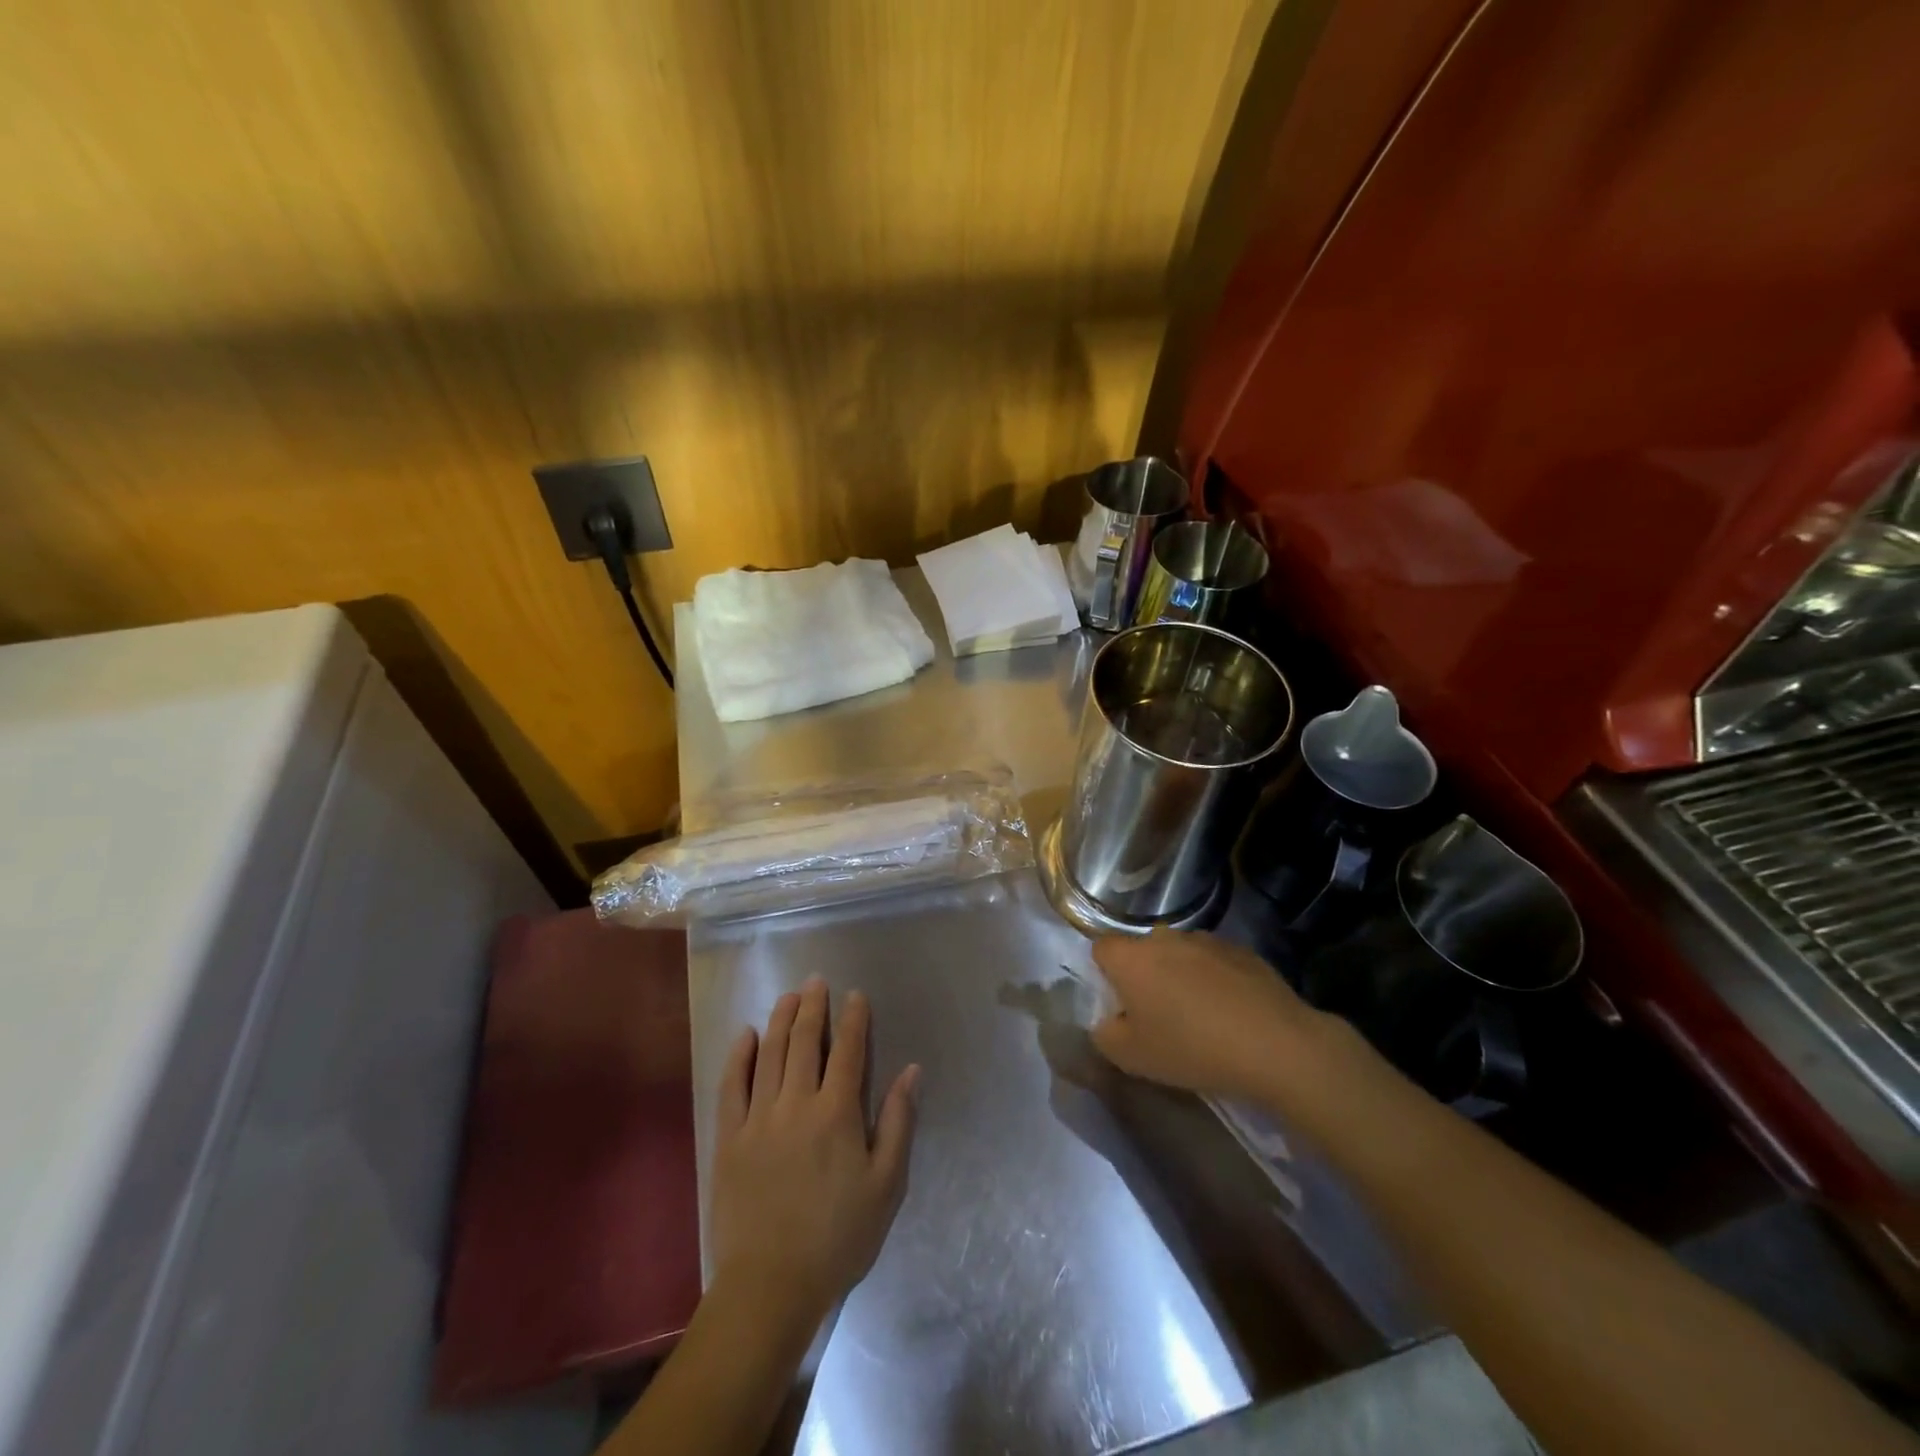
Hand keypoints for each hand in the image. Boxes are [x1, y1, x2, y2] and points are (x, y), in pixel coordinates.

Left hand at [709, 978, 919, 1333]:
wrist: (771, 1286)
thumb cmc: (838, 1237)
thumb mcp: (886, 1185)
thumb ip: (898, 1122)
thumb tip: (912, 1070)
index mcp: (837, 1113)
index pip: (848, 1051)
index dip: (853, 1019)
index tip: (855, 995)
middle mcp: (797, 1104)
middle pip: (806, 1042)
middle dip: (814, 1006)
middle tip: (817, 981)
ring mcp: (758, 1118)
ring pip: (771, 1054)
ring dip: (781, 1019)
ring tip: (789, 995)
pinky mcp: (729, 1138)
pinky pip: (732, 1086)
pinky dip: (740, 1056)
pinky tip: (747, 1036)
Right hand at [1090, 929, 1330, 1100]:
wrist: (1275, 1045)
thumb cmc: (1191, 1048)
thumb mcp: (1132, 1058)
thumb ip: (1105, 1035)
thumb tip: (1107, 1022)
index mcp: (1131, 958)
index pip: (1101, 949)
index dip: (1106, 975)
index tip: (1120, 1006)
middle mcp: (1164, 938)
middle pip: (1142, 951)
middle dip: (1145, 976)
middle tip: (1158, 1016)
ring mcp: (1205, 940)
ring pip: (1179, 954)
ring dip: (1180, 976)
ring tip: (1200, 1017)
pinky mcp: (1241, 950)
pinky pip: (1214, 962)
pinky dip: (1214, 980)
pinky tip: (1231, 1014)